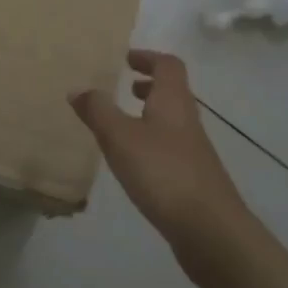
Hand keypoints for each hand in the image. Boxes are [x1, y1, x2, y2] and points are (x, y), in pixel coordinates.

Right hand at [70, 49, 249, 267]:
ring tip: (121, 123)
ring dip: (149, 113)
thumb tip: (77, 88)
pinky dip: (151, 141)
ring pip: (171, 119)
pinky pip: (170, 146)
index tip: (126, 59)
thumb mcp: (120, 137)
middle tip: (123, 85)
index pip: (168, 65)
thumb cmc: (163, 172)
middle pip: (172, 91)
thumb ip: (98, 111)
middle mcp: (187, 120)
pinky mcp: (193, 177)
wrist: (210, 230)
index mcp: (173, 101)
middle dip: (148, 84)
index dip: (148, 57)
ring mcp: (193, 150)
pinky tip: (133, 161)